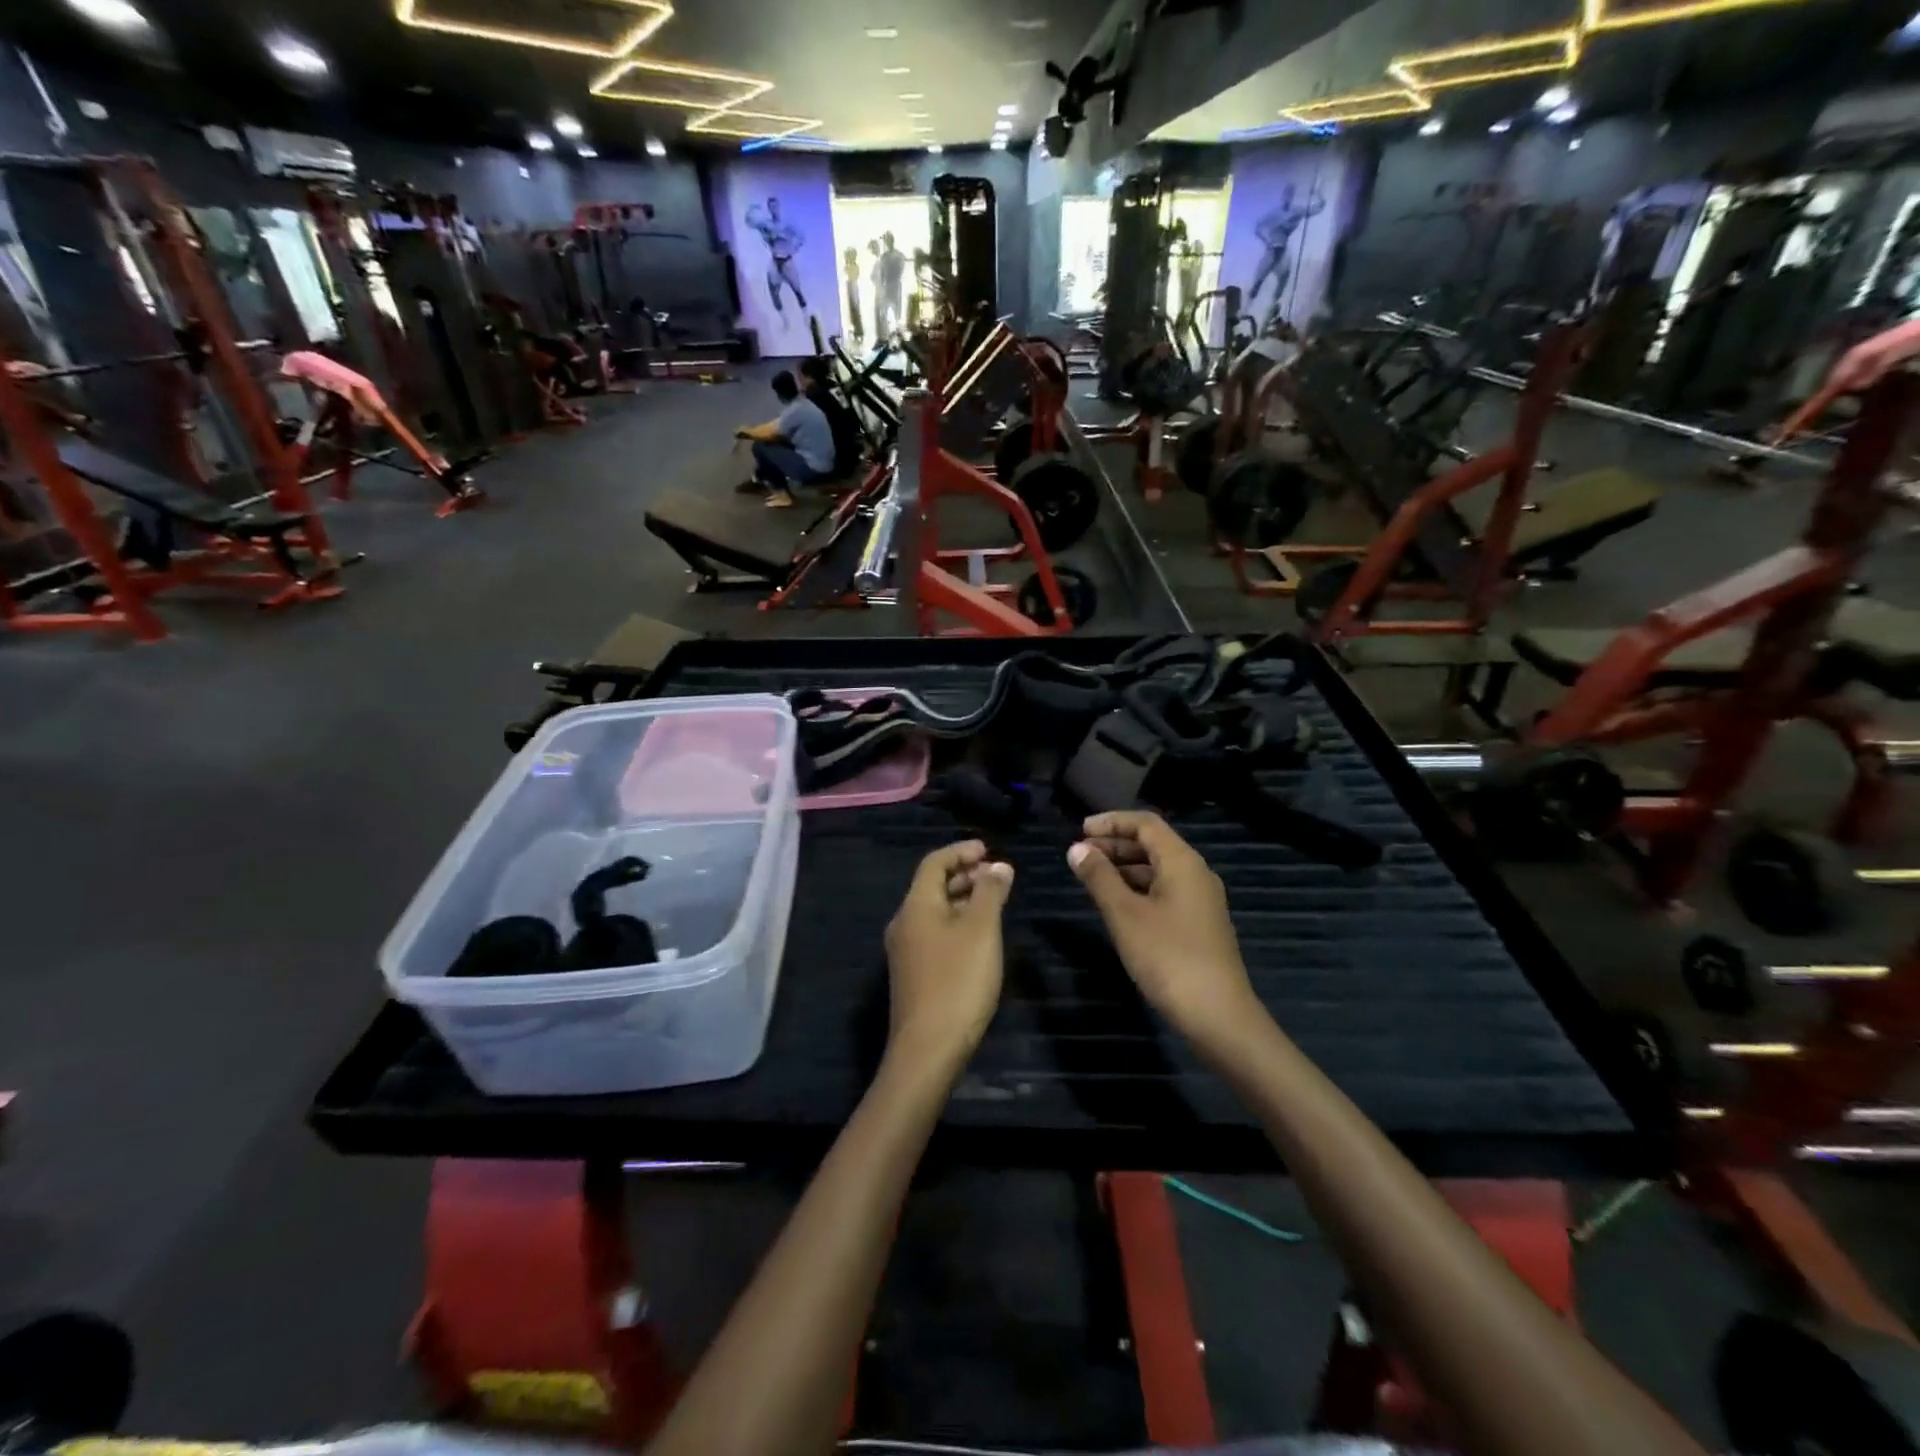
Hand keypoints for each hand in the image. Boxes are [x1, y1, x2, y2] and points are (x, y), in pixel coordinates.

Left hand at [884, 840, 1013, 1067]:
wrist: (928, 1048)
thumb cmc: (958, 980)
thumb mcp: (982, 930)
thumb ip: (990, 893)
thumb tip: (998, 866)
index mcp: (916, 906)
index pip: (934, 862)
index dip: (961, 851)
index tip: (988, 850)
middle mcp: (904, 922)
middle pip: (932, 886)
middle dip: (964, 875)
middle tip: (995, 874)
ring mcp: (906, 950)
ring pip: (935, 911)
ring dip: (962, 899)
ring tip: (994, 901)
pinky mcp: (913, 974)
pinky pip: (934, 933)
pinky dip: (957, 922)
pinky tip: (979, 937)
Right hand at [1068, 812, 1260, 1046]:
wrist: (1218, 1016)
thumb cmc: (1168, 957)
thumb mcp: (1124, 914)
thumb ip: (1099, 877)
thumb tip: (1077, 849)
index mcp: (1182, 862)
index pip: (1146, 823)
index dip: (1111, 822)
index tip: (1079, 830)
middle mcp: (1196, 873)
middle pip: (1153, 844)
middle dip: (1115, 844)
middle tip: (1080, 855)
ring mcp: (1200, 900)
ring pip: (1158, 869)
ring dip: (1124, 867)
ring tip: (1091, 878)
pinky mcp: (1199, 924)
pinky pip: (1164, 891)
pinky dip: (1137, 888)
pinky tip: (1117, 905)